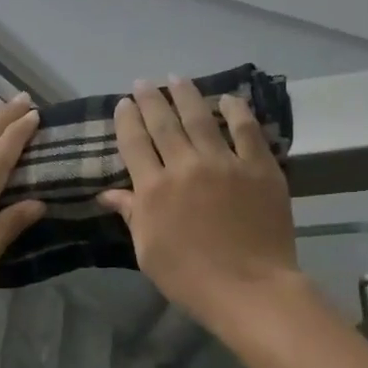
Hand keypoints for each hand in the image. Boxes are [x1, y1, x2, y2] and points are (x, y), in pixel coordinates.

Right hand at [97, 78, 301, 327]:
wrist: (250, 289)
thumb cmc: (190, 278)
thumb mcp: (148, 251)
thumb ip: (132, 214)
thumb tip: (108, 193)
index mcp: (154, 188)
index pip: (134, 142)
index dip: (127, 119)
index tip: (123, 103)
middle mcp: (185, 166)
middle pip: (163, 123)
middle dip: (151, 99)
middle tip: (144, 82)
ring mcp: (225, 163)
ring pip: (201, 117)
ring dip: (186, 94)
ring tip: (177, 78)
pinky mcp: (259, 167)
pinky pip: (246, 130)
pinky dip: (236, 110)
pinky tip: (228, 98)